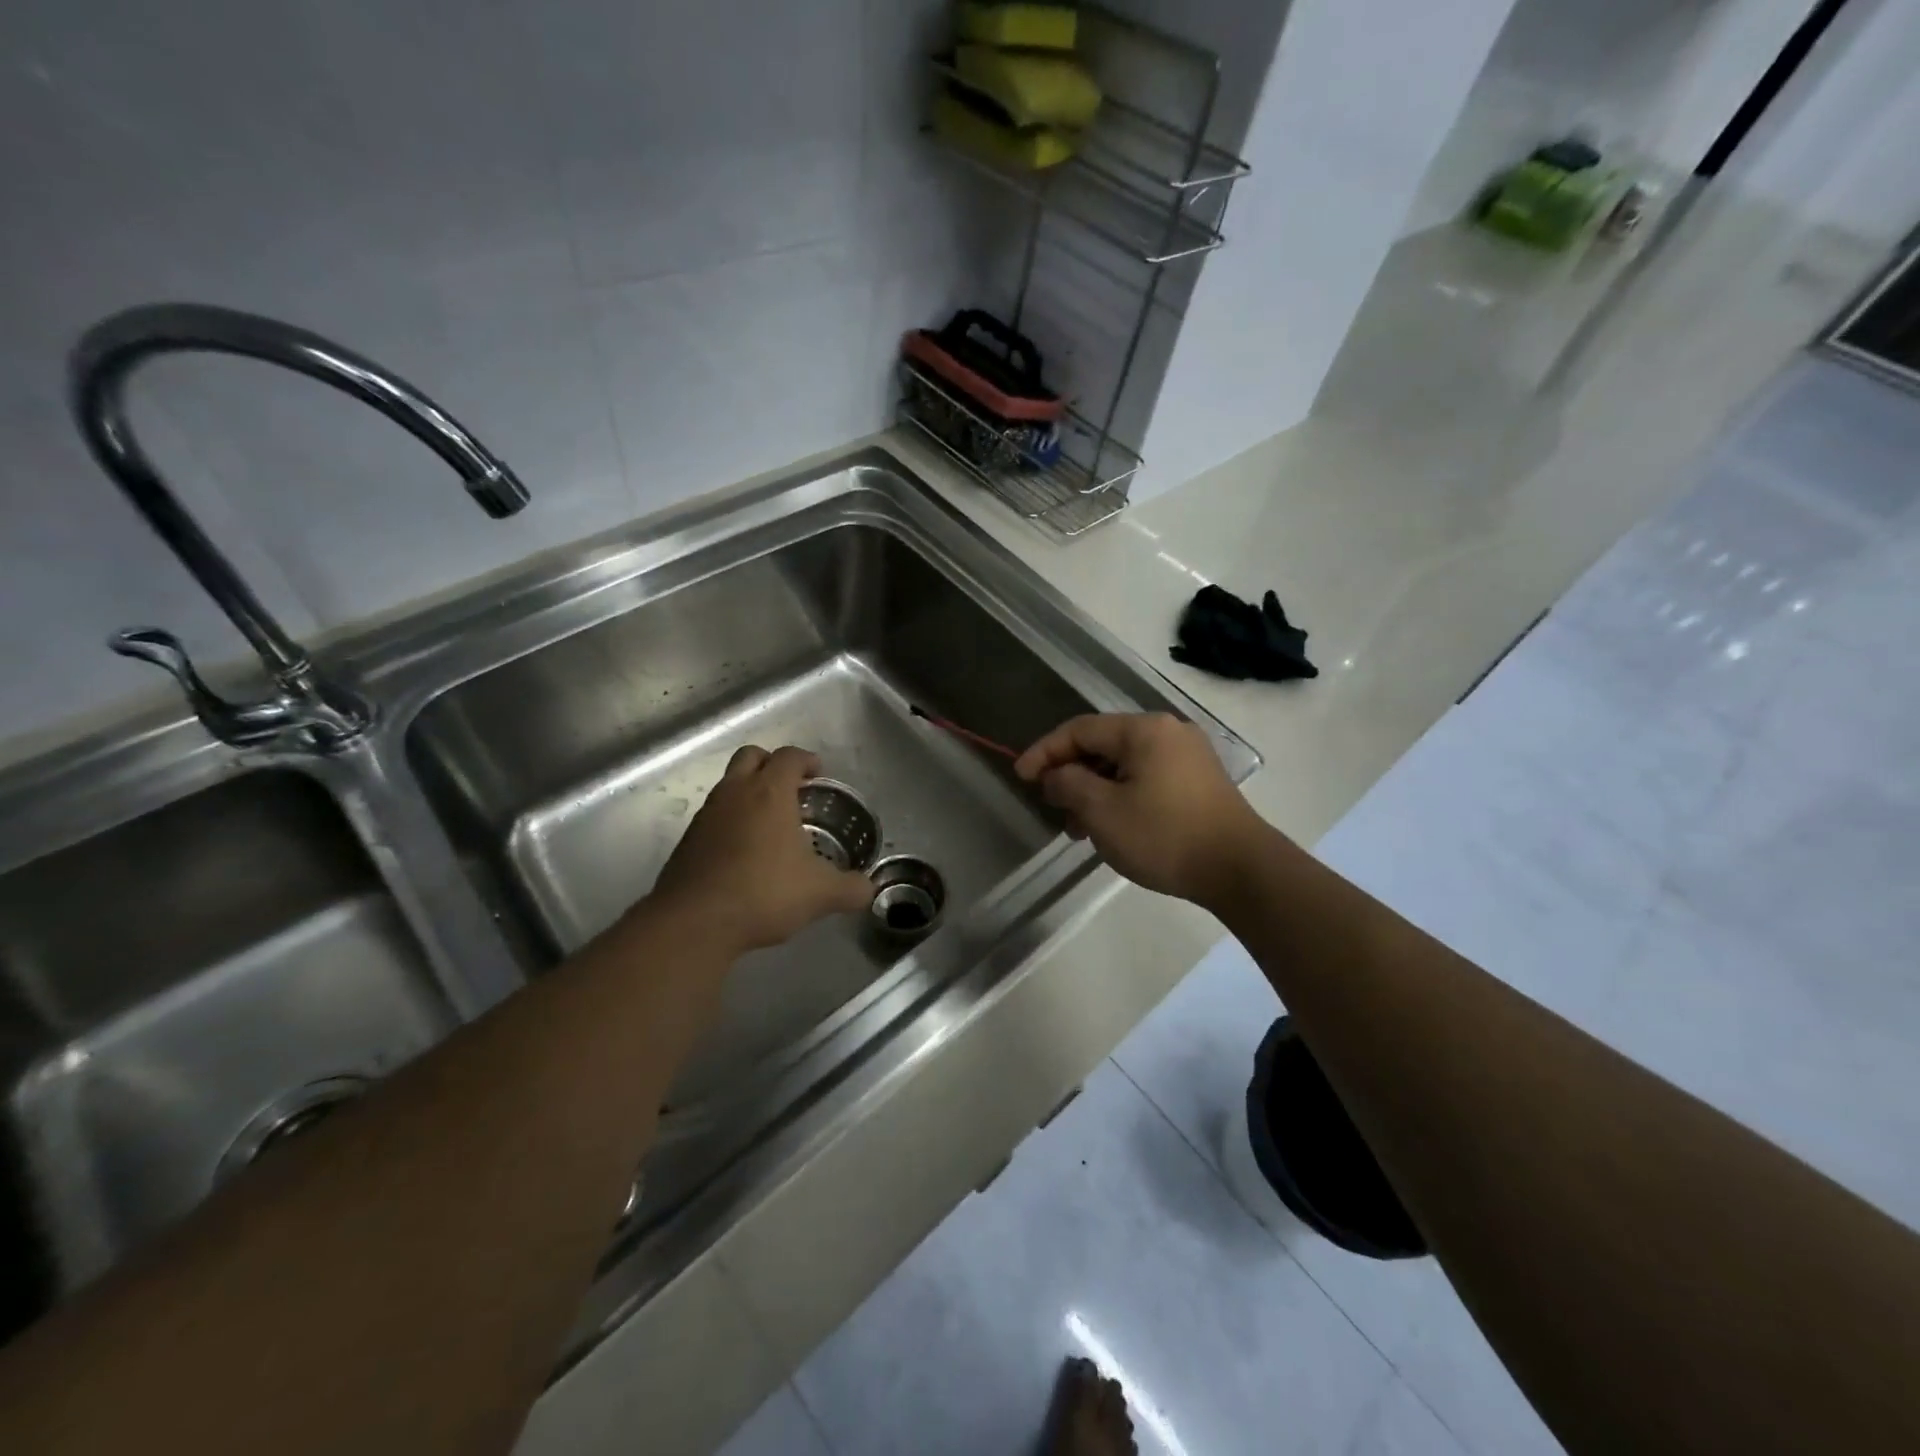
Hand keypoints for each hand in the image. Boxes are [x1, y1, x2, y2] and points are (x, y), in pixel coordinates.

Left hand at [648, 745, 871, 953]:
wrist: (693, 923)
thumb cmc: (763, 893)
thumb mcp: (820, 894)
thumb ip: (851, 889)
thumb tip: (868, 890)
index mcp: (769, 793)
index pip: (789, 756)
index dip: (807, 760)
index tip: (818, 774)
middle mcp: (734, 794)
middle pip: (751, 756)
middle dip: (773, 764)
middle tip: (792, 789)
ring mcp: (706, 815)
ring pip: (729, 785)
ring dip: (749, 793)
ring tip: (771, 825)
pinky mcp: (688, 841)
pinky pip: (714, 816)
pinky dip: (731, 821)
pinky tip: (745, 853)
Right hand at [1014, 712, 1274, 907]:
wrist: (1240, 869)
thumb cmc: (1165, 835)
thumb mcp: (1103, 811)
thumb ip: (1069, 784)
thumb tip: (1055, 775)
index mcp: (1143, 730)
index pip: (1079, 730)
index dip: (1045, 751)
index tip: (1020, 777)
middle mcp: (1167, 732)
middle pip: (1102, 746)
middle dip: (1071, 775)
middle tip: (1053, 808)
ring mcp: (1187, 756)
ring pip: (1124, 765)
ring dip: (1094, 791)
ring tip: (1079, 829)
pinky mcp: (1198, 780)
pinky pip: (1146, 778)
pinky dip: (1120, 796)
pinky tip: (1112, 827)